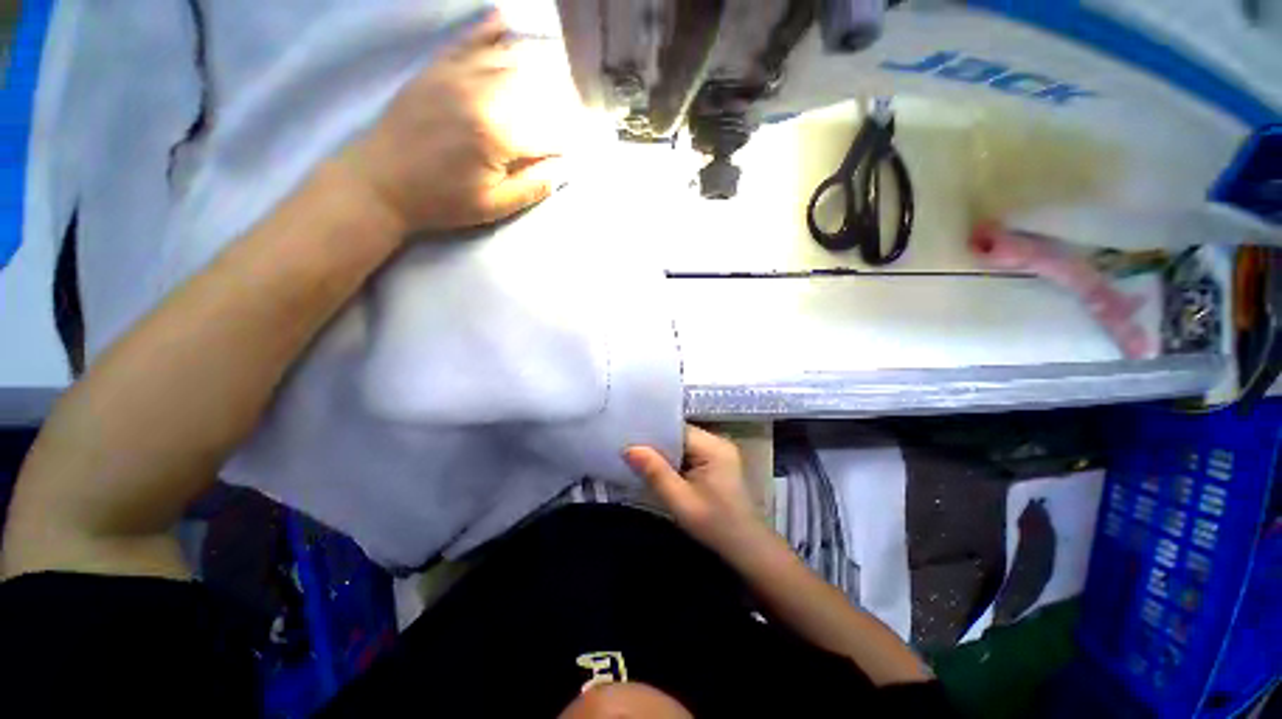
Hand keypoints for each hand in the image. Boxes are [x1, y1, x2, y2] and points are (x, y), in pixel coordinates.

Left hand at [341, 12, 583, 233]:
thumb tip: (564, 168)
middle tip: (576, 105)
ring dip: (537, 61)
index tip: (582, 144)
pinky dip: (488, 30)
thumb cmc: (441, 201)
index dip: (570, 138)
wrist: (379, 182)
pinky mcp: (437, 69)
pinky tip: (505, 21)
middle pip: (534, 87)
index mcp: (497, 135)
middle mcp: (481, 95)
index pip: (549, 130)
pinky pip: (467, 41)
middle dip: (561, 97)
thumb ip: (532, 186)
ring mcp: (456, 76)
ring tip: (558, 66)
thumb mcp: (493, 206)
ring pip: (507, 58)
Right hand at [624, 425, 772, 561]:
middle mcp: (717, 442)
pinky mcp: (716, 463)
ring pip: (682, 445)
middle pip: (679, 435)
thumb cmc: (714, 525)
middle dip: (655, 444)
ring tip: (637, 457)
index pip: (676, 429)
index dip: (652, 433)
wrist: (746, 548)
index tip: (628, 438)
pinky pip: (689, 454)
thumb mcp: (680, 501)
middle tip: (628, 449)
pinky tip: (657, 469)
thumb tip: (629, 448)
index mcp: (713, 446)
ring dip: (664, 453)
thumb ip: (655, 472)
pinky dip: (674, 461)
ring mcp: (718, 452)